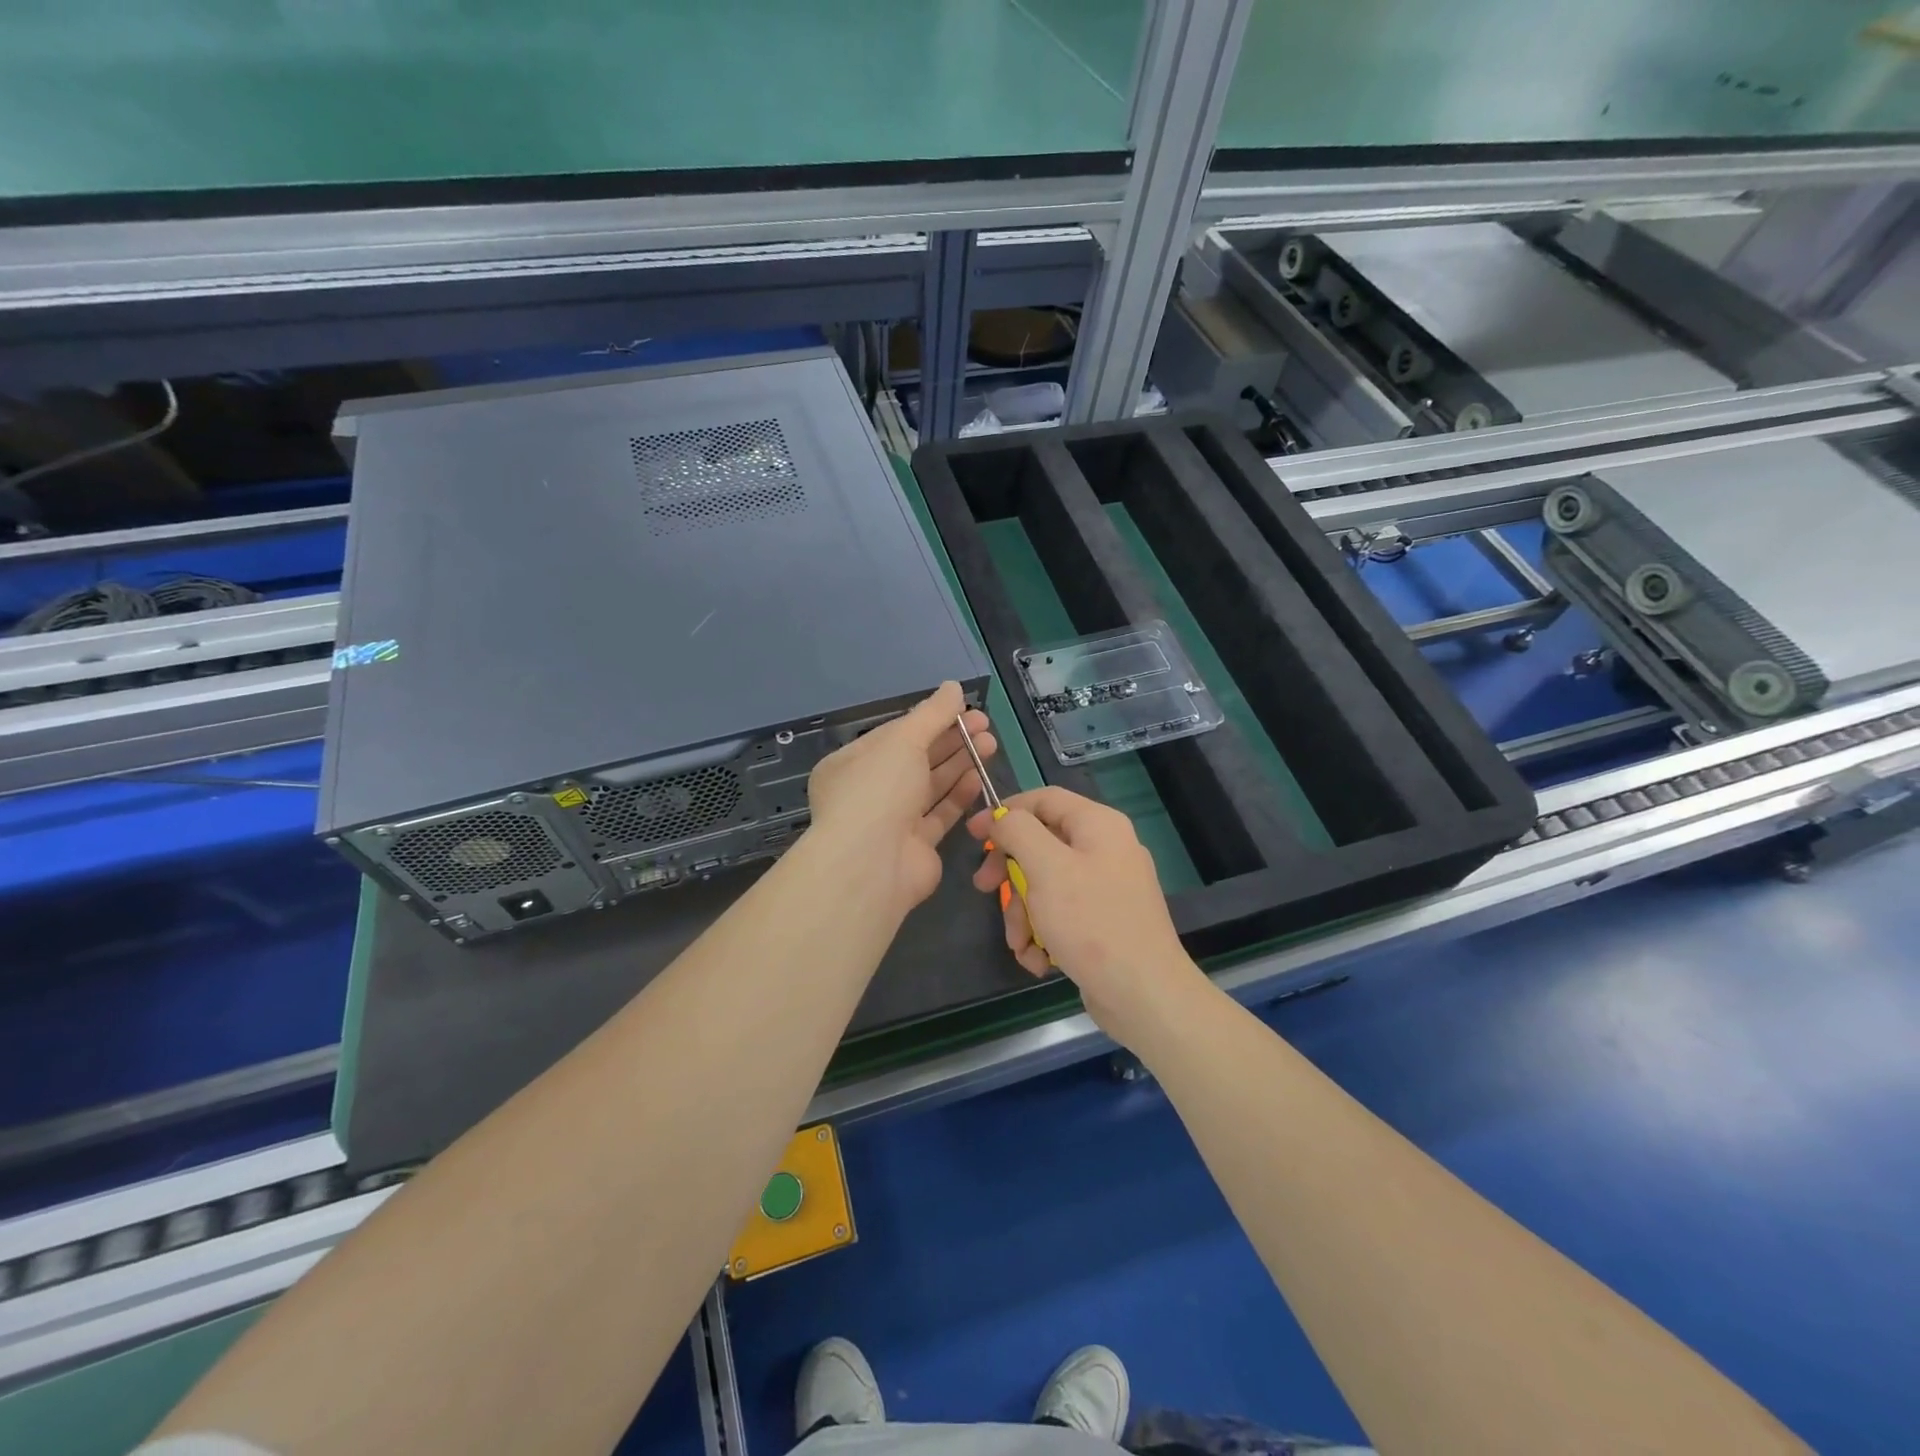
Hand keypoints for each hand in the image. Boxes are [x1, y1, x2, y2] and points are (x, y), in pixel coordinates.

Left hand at [805, 681, 995, 918]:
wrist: (872, 864)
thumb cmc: (878, 790)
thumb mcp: (903, 740)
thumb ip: (932, 713)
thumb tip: (953, 686)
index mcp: (852, 764)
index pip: (895, 735)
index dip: (931, 719)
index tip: (964, 709)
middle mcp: (869, 792)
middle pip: (916, 759)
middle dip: (951, 740)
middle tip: (986, 726)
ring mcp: (892, 821)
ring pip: (930, 786)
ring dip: (959, 764)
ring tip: (991, 744)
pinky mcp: (916, 846)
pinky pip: (940, 815)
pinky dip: (959, 795)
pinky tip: (979, 777)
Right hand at [967, 785, 1205, 1046]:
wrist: (1143, 995)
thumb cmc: (1091, 923)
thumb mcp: (1046, 869)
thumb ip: (1019, 832)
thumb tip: (1004, 818)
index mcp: (1098, 825)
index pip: (1043, 800)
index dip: (1005, 812)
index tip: (974, 835)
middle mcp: (1105, 849)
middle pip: (1041, 845)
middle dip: (1010, 873)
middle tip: (984, 889)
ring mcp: (1106, 887)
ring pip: (1046, 885)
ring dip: (1024, 914)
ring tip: (1020, 944)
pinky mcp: (1104, 922)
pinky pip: (1062, 914)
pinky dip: (1044, 934)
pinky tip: (1039, 959)